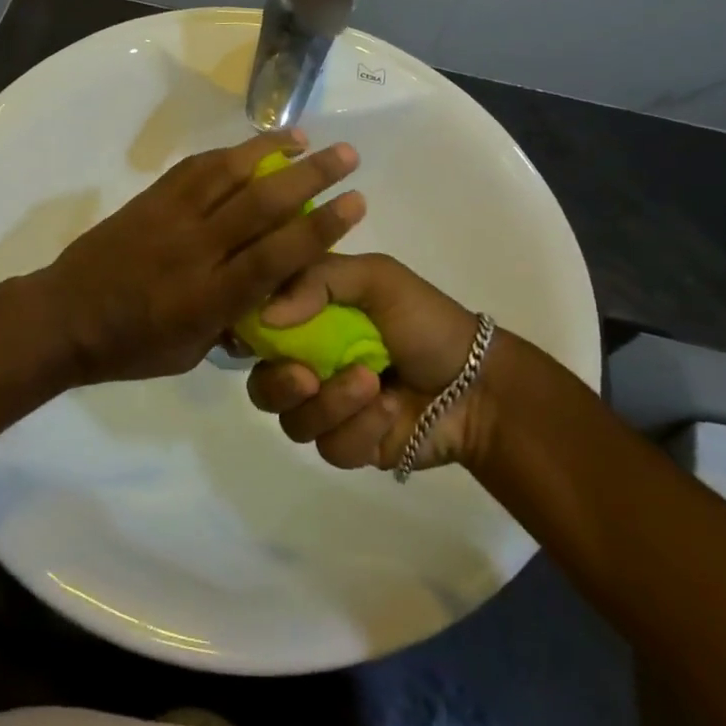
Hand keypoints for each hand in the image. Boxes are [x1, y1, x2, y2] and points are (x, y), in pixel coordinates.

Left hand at [41, 132, 365, 385]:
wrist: (63, 317)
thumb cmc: (130, 347)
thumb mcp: (191, 352)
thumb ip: (233, 320)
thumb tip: (267, 295)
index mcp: (210, 296)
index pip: (276, 255)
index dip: (320, 228)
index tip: (355, 202)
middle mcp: (197, 248)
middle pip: (262, 203)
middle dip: (310, 175)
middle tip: (348, 154)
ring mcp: (171, 217)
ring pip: (228, 173)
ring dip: (270, 150)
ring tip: (304, 137)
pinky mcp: (151, 199)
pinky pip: (194, 168)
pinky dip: (227, 153)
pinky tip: (249, 147)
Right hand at [245, 254, 486, 472]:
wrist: (479, 383)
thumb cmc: (426, 320)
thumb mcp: (376, 277)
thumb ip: (318, 280)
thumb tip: (266, 317)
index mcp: (309, 320)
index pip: (257, 329)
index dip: (246, 336)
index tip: (248, 339)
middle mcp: (310, 365)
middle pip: (262, 385)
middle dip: (279, 383)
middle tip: (306, 377)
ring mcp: (329, 409)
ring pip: (294, 421)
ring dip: (332, 403)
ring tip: (372, 382)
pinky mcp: (350, 446)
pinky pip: (331, 447)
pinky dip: (361, 428)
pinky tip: (391, 408)